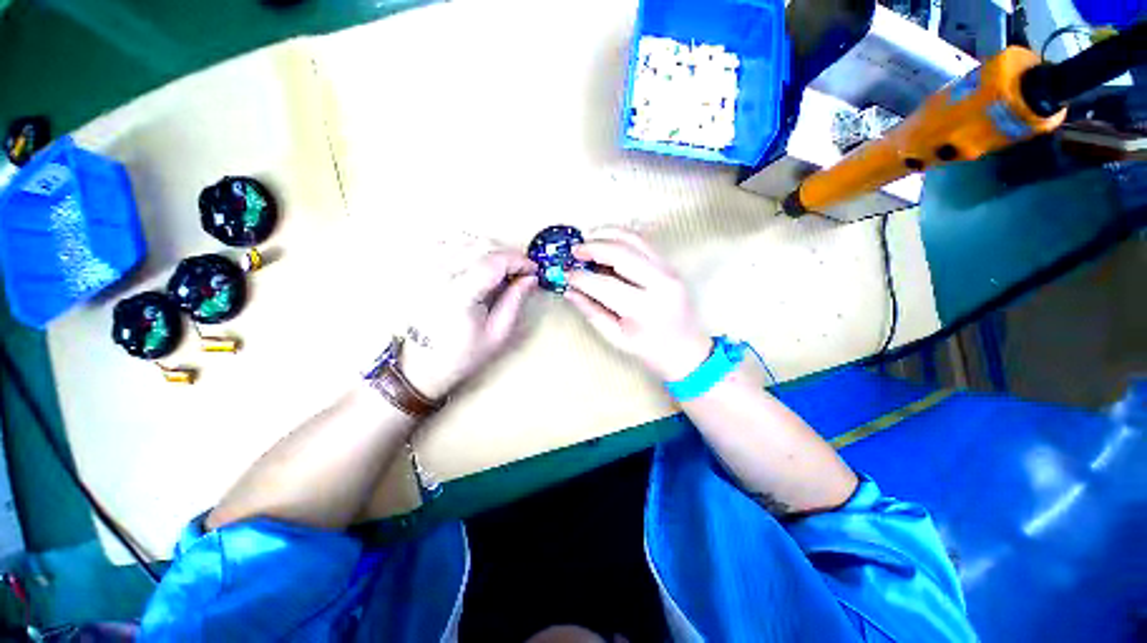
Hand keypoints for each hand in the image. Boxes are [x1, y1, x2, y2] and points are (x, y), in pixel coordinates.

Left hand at [400, 248, 537, 397]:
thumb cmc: (462, 354)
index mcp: (458, 296)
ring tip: (500, 266)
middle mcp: (438, 277)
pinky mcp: (419, 271)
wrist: (422, 365)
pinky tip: (474, 258)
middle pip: (480, 246)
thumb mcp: (498, 333)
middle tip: (520, 270)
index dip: (518, 261)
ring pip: (463, 239)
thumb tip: (530, 278)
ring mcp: (425, 271)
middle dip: (507, 254)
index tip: (532, 269)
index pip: (493, 262)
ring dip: (488, 248)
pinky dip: (464, 244)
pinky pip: (442, 242)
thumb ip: (515, 301)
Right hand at [565, 228, 710, 381]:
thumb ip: (591, 311)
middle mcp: (660, 283)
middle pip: (621, 253)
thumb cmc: (649, 350)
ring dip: (608, 234)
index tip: (566, 274)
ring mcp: (669, 270)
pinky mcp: (670, 265)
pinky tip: (607, 238)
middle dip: (593, 248)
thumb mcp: (616, 337)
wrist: (687, 349)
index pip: (605, 285)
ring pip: (634, 240)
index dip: (582, 277)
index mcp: (644, 309)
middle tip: (574, 251)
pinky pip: (644, 243)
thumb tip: (570, 291)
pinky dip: (623, 236)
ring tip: (588, 238)